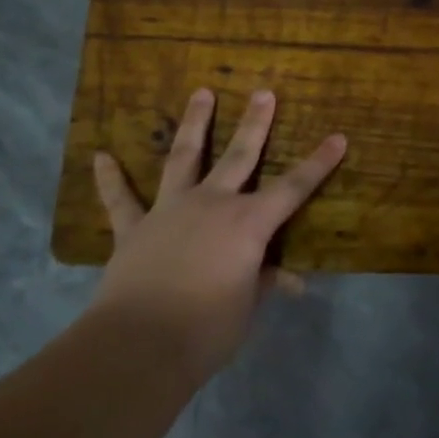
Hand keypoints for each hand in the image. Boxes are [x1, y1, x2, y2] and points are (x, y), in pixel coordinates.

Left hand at [90, 88, 345, 382]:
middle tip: (263, 92)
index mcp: (248, 223)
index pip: (294, 188)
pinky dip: (110, 178)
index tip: (337, 138)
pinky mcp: (134, 228)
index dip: (318, 164)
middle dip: (255, 123)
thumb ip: (263, 282)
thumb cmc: (208, 329)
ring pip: (184, 158)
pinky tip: (101, 156)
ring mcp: (170, 210)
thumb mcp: (247, 307)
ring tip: (201, 93)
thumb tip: (289, 280)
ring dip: (194, 124)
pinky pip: (121, 199)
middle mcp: (213, 204)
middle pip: (239, 156)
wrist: (140, 345)